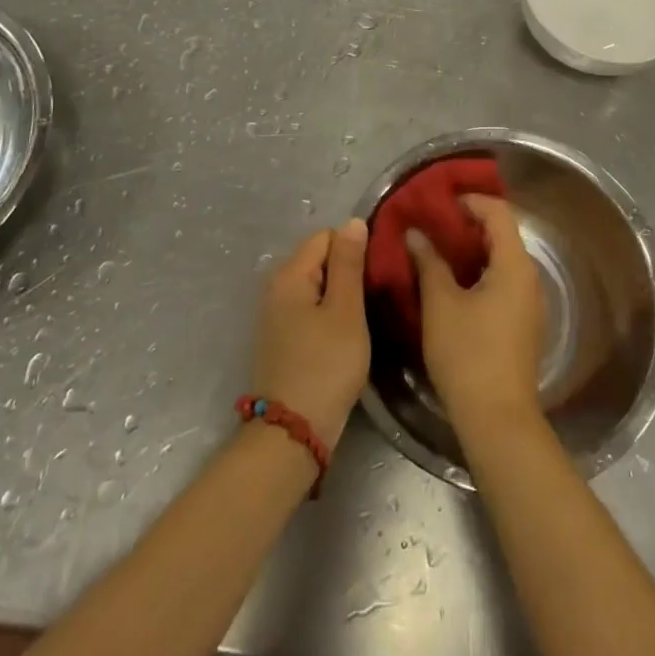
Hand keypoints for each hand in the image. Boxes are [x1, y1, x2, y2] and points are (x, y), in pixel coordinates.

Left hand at [252, 219, 370, 452]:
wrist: (293, 434)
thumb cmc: (325, 367)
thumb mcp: (345, 311)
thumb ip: (348, 263)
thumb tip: (353, 221)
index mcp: (290, 274)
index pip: (327, 236)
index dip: (355, 248)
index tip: (378, 272)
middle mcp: (277, 287)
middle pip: (321, 259)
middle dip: (349, 270)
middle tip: (377, 294)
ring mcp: (277, 314)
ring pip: (318, 285)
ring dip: (342, 294)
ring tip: (368, 313)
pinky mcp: (283, 338)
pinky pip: (311, 308)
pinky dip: (330, 313)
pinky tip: (348, 332)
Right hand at [404, 194, 543, 432]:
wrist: (497, 419)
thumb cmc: (468, 354)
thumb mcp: (440, 304)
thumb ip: (429, 262)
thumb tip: (416, 234)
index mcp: (515, 265)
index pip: (499, 212)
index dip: (470, 201)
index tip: (439, 202)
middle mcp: (529, 278)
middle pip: (502, 234)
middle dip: (467, 225)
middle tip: (432, 224)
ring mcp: (529, 303)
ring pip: (502, 260)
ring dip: (472, 250)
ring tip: (436, 251)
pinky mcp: (523, 325)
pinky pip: (503, 282)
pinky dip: (479, 273)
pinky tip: (452, 284)